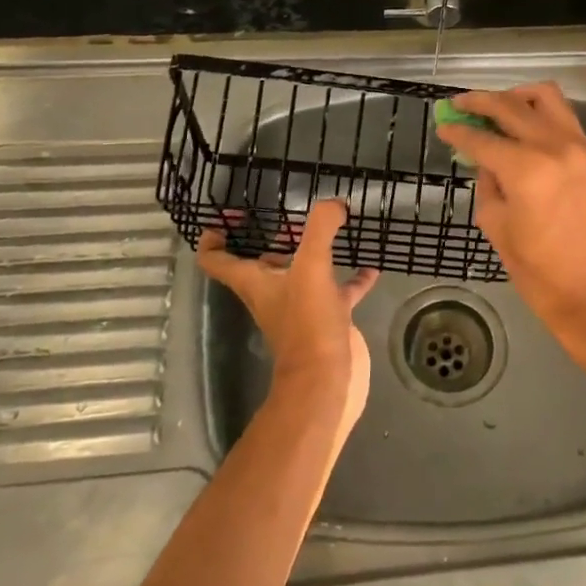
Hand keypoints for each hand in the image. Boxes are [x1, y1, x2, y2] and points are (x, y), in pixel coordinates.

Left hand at [198, 199, 378, 428]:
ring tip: (335, 229)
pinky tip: (371, 265)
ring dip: (314, 253)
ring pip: (302, 273)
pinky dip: (354, 278)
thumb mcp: (312, 267)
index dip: (214, 238)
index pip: (217, 260)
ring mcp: (302, 307)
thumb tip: (334, 204)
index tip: (226, 217)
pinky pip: (341, 291)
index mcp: (255, 282)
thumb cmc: (307, 324)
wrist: (327, 381)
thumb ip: (320, 230)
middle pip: (262, 263)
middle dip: (273, 238)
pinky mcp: (329, 319)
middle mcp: (273, 293)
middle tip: (292, 213)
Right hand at [436, 83, 585, 379]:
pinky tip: (523, 125)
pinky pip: (563, 115)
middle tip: (460, 105)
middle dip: (480, 102)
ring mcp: (578, 147)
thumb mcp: (498, 228)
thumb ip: (488, 185)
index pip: (483, 138)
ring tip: (495, 109)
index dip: (458, 131)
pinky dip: (539, 111)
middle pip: (511, 106)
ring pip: (544, 97)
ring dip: (515, 97)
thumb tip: (485, 160)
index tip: (443, 125)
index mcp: (526, 169)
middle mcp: (554, 146)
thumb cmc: (540, 272)